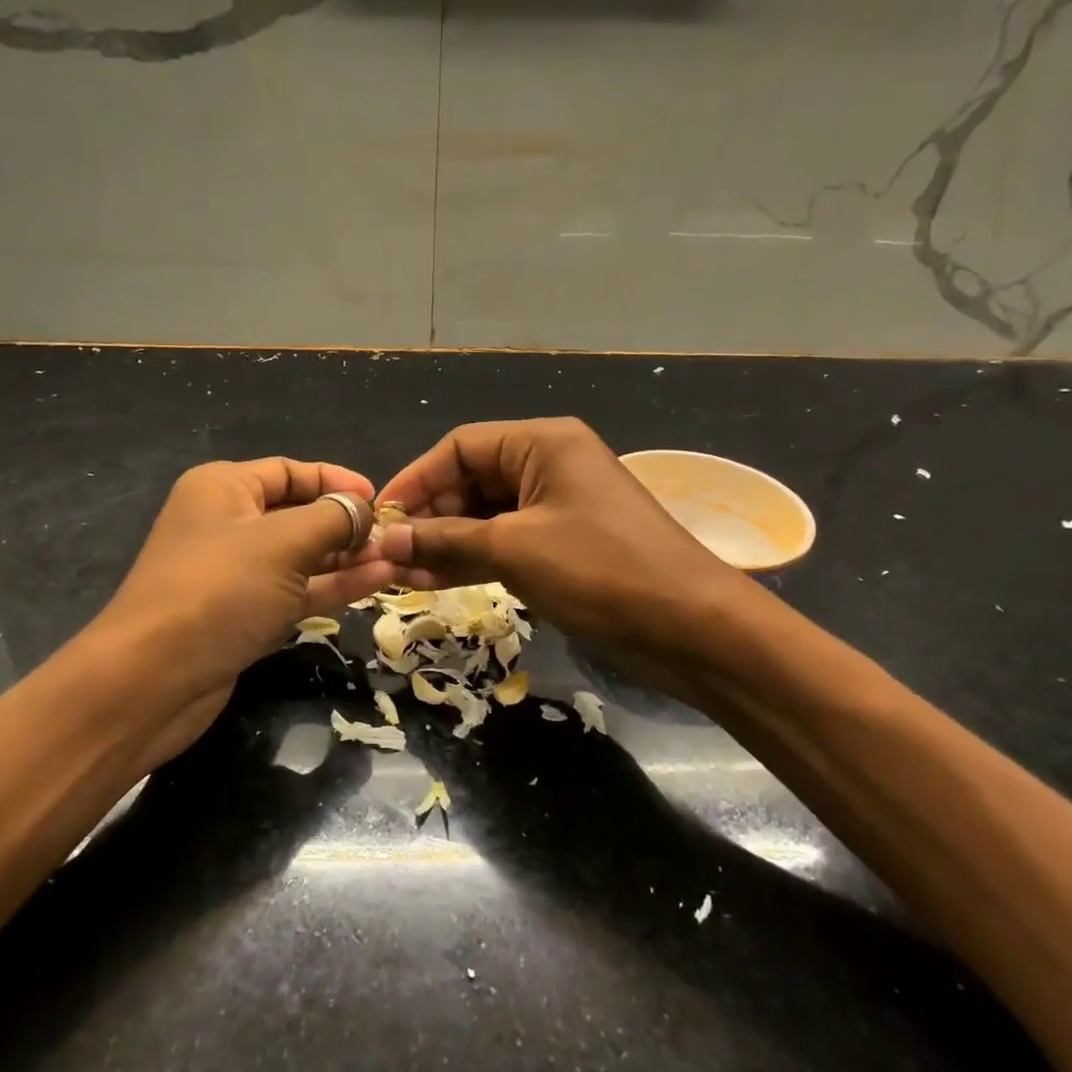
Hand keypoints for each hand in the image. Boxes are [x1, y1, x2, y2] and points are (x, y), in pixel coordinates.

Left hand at [76, 459, 395, 771]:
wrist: (153, 680)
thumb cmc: (219, 590)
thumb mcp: (284, 542)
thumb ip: (333, 519)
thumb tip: (364, 510)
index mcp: (224, 488)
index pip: (290, 471)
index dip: (336, 481)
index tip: (379, 499)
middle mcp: (227, 523)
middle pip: (298, 513)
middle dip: (346, 524)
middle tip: (394, 537)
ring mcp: (235, 573)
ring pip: (301, 556)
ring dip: (346, 557)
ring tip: (395, 560)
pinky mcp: (244, 614)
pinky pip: (296, 590)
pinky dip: (332, 585)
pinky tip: (375, 582)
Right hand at [375, 419, 743, 689]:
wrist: (692, 627)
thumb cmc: (601, 570)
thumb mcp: (516, 549)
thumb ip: (447, 540)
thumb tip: (388, 539)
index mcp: (543, 443)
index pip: (460, 446)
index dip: (416, 479)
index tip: (380, 516)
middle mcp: (549, 465)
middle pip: (472, 480)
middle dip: (429, 517)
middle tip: (388, 553)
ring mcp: (558, 507)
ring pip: (486, 517)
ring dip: (445, 543)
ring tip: (400, 574)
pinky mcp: (565, 546)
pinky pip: (507, 543)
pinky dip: (474, 560)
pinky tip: (433, 582)